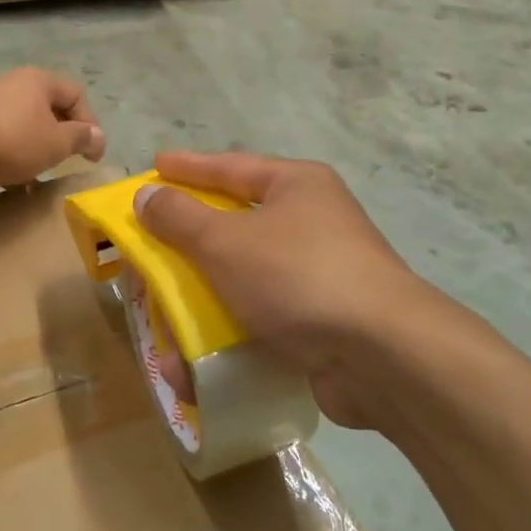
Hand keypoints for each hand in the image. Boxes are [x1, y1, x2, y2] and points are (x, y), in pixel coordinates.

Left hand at [0, 68, 104, 194]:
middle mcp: (13, 82)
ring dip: (38, 145)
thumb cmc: (13, 141)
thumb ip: (81, 138)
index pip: (76, 94)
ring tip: (41, 169)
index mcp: (38, 80)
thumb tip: (97, 135)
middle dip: (63, 134)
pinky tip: (14, 176)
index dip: (91, 123)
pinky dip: (14, 151)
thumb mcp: (57, 143)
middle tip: (69, 158)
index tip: (93, 154)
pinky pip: (3, 134)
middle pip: (49, 106)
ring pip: (25, 122)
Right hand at [133, 151, 449, 428]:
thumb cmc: (298, 276)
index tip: (155, 166)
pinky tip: (195, 364)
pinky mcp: (320, 323)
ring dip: (201, 303)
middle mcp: (311, 222)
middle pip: (234, 226)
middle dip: (188, 246)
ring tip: (163, 319)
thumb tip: (147, 195)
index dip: (189, 167)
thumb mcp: (226, 241)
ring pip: (242, 279)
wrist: (383, 356)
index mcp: (296, 185)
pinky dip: (227, 336)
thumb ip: (180, 217)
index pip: (230, 167)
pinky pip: (260, 320)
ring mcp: (319, 274)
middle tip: (150, 249)